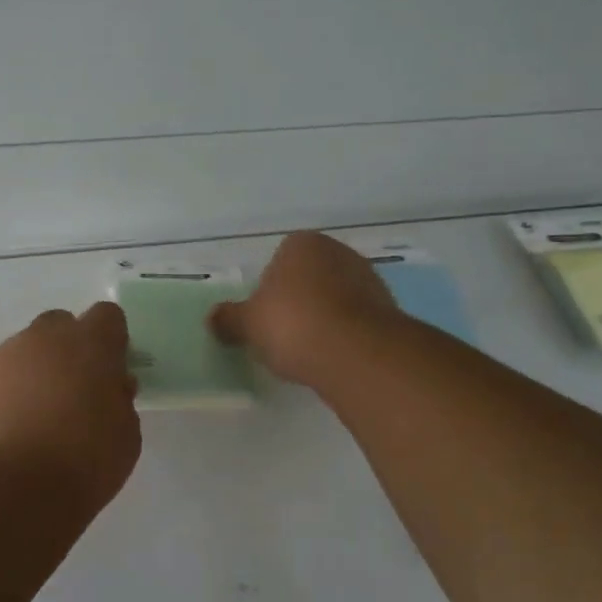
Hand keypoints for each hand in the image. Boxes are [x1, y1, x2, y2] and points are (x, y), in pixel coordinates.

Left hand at [0, 302, 142, 513]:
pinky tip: (3, 433)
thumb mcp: (126, 435)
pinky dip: (1, 396)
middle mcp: (44, 338)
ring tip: (32, 421)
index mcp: (91, 344)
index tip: (110, 372)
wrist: (10, 490)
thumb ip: (119, 400)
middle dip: (67, 350)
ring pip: (22, 351)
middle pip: (59, 325)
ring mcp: (1, 356)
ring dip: (32, 373)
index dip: (110, 341)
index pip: (107, 317)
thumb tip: (109, 387)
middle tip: (71, 394)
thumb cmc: (84, 463)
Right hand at [211, 232, 403, 385]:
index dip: (267, 292)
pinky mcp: (388, 309)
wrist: (354, 353)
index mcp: (302, 244)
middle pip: (309, 278)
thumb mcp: (247, 325)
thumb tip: (213, 318)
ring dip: (323, 319)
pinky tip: (333, 357)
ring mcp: (368, 278)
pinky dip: (344, 335)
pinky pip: (355, 320)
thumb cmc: (292, 325)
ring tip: (308, 352)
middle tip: (283, 336)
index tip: (264, 320)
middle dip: (298, 303)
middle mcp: (338, 252)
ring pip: (334, 299)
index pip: (277, 262)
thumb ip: (228, 319)